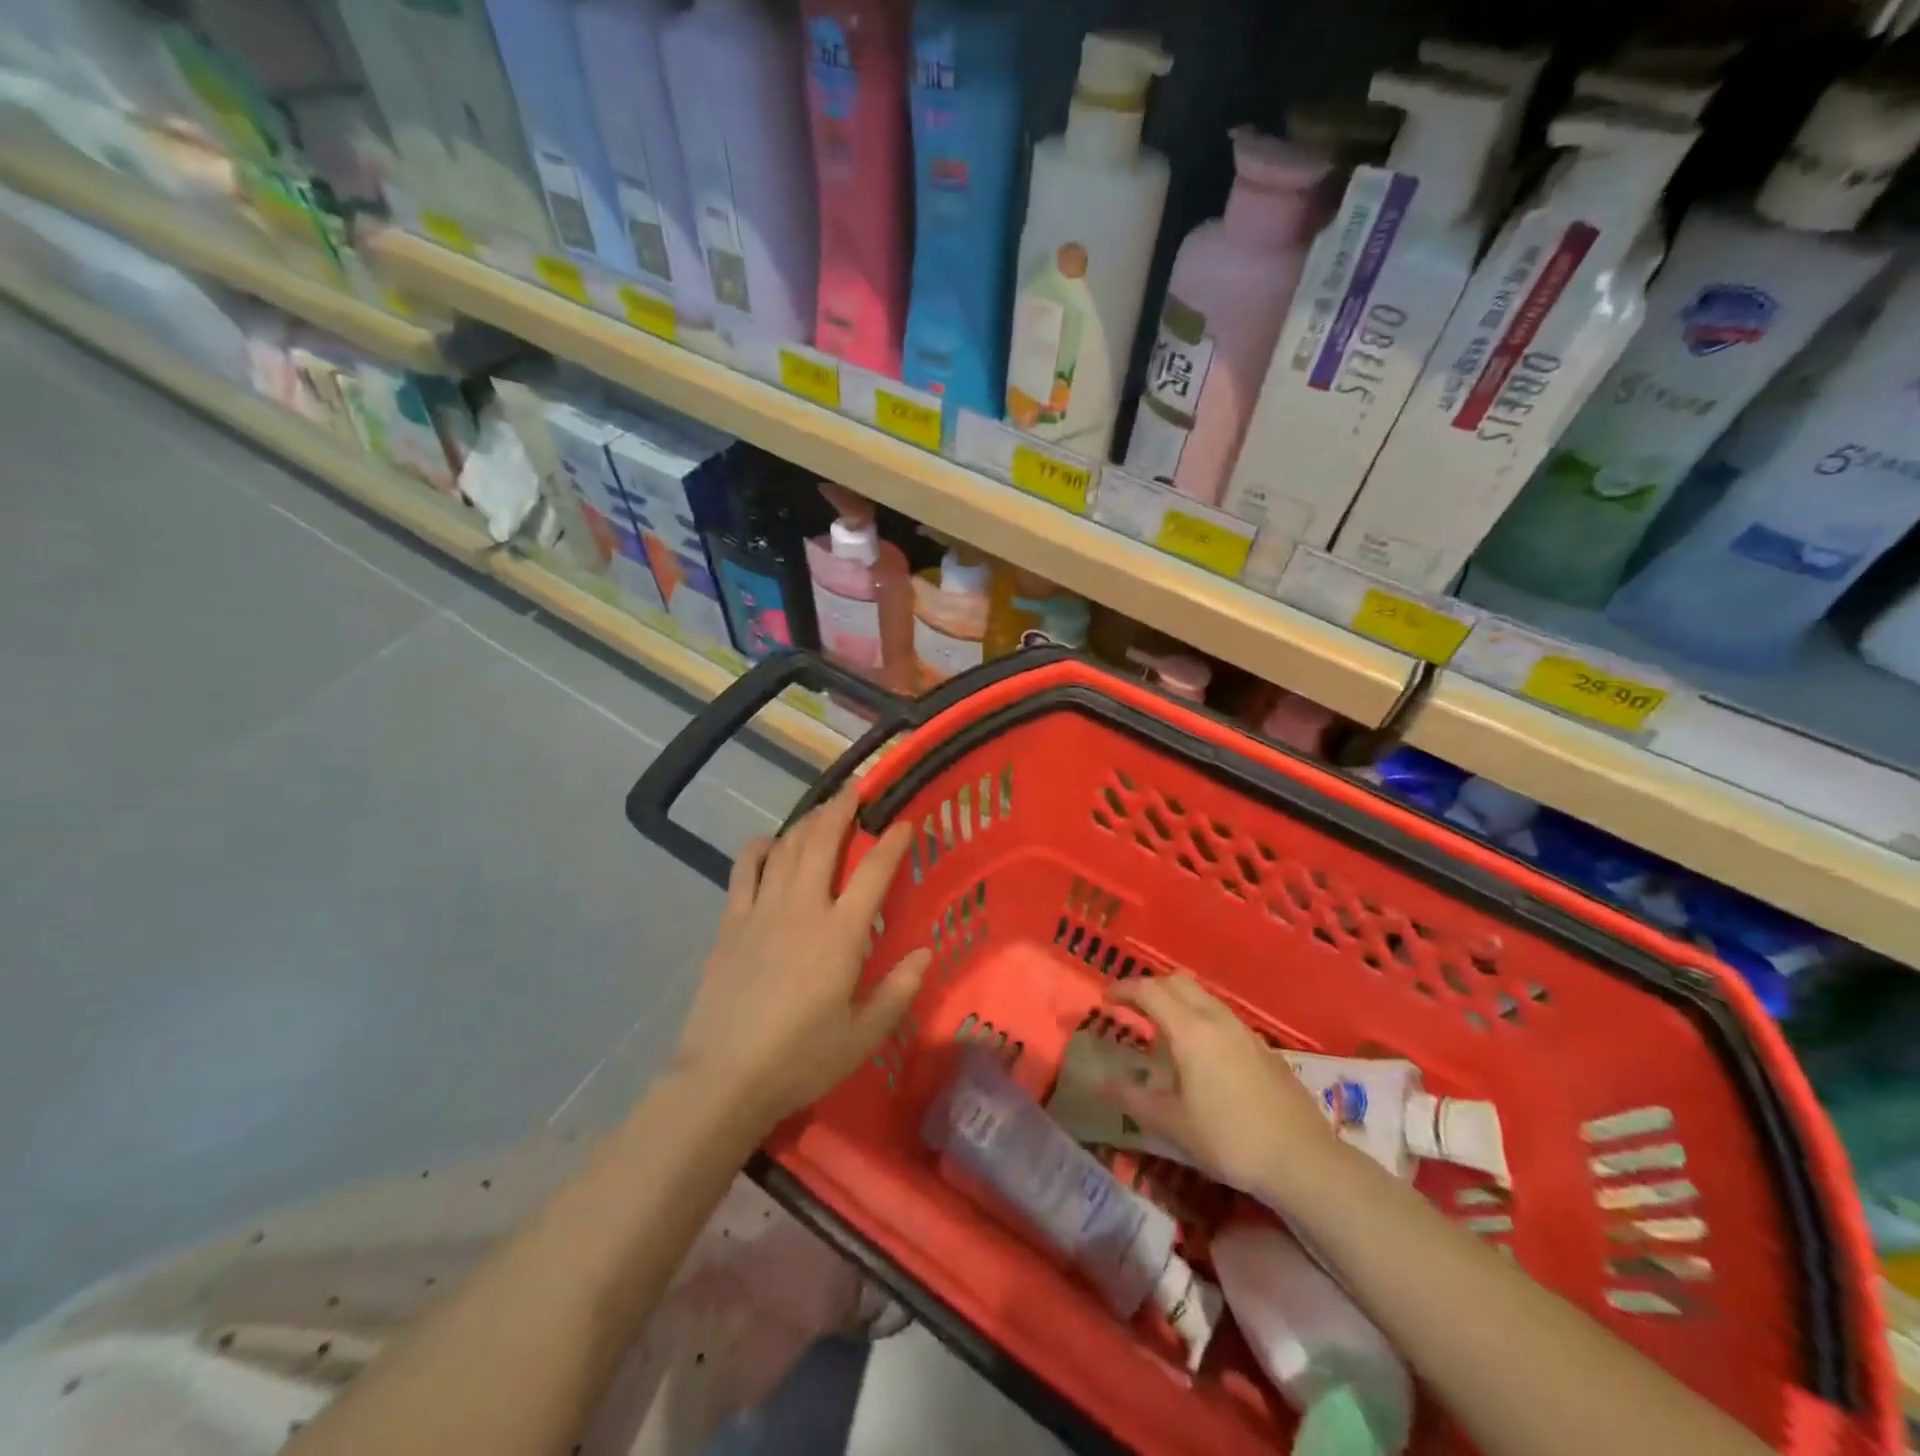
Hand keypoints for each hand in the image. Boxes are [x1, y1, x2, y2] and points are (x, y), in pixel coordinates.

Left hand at [673, 786, 929, 1130]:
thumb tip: (925, 952)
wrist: (724, 1078)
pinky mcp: (731, 923)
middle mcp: (803, 908)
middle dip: (842, 809)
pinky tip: (768, 843)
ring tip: (822, 811)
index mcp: (841, 933)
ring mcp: (762, 911)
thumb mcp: (863, 1035)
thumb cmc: (801, 1059)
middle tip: (856, 788)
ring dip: (806, 822)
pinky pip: (744, 870)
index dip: (892, 841)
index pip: (873, 872)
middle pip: (823, 842)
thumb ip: (898, 990)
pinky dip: (758, 849)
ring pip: (786, 849)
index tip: (905, 821)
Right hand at [1104, 976, 1339, 1203]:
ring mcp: (1244, 1030)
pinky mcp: (1262, 1046)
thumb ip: (1133, 1098)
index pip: (1149, 991)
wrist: (1303, 1159)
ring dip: (1176, 1000)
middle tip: (1130, 1008)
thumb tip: (1102, 1083)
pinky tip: (1199, 1052)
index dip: (1123, 990)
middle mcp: (1216, 1018)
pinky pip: (1221, 1014)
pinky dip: (1199, 1016)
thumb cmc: (1229, 1139)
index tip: (1105, 1000)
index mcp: (1190, 1030)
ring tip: (1161, 1028)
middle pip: (1177, 982)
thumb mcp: (1172, 1124)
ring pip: (1202, 996)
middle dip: (1149, 988)